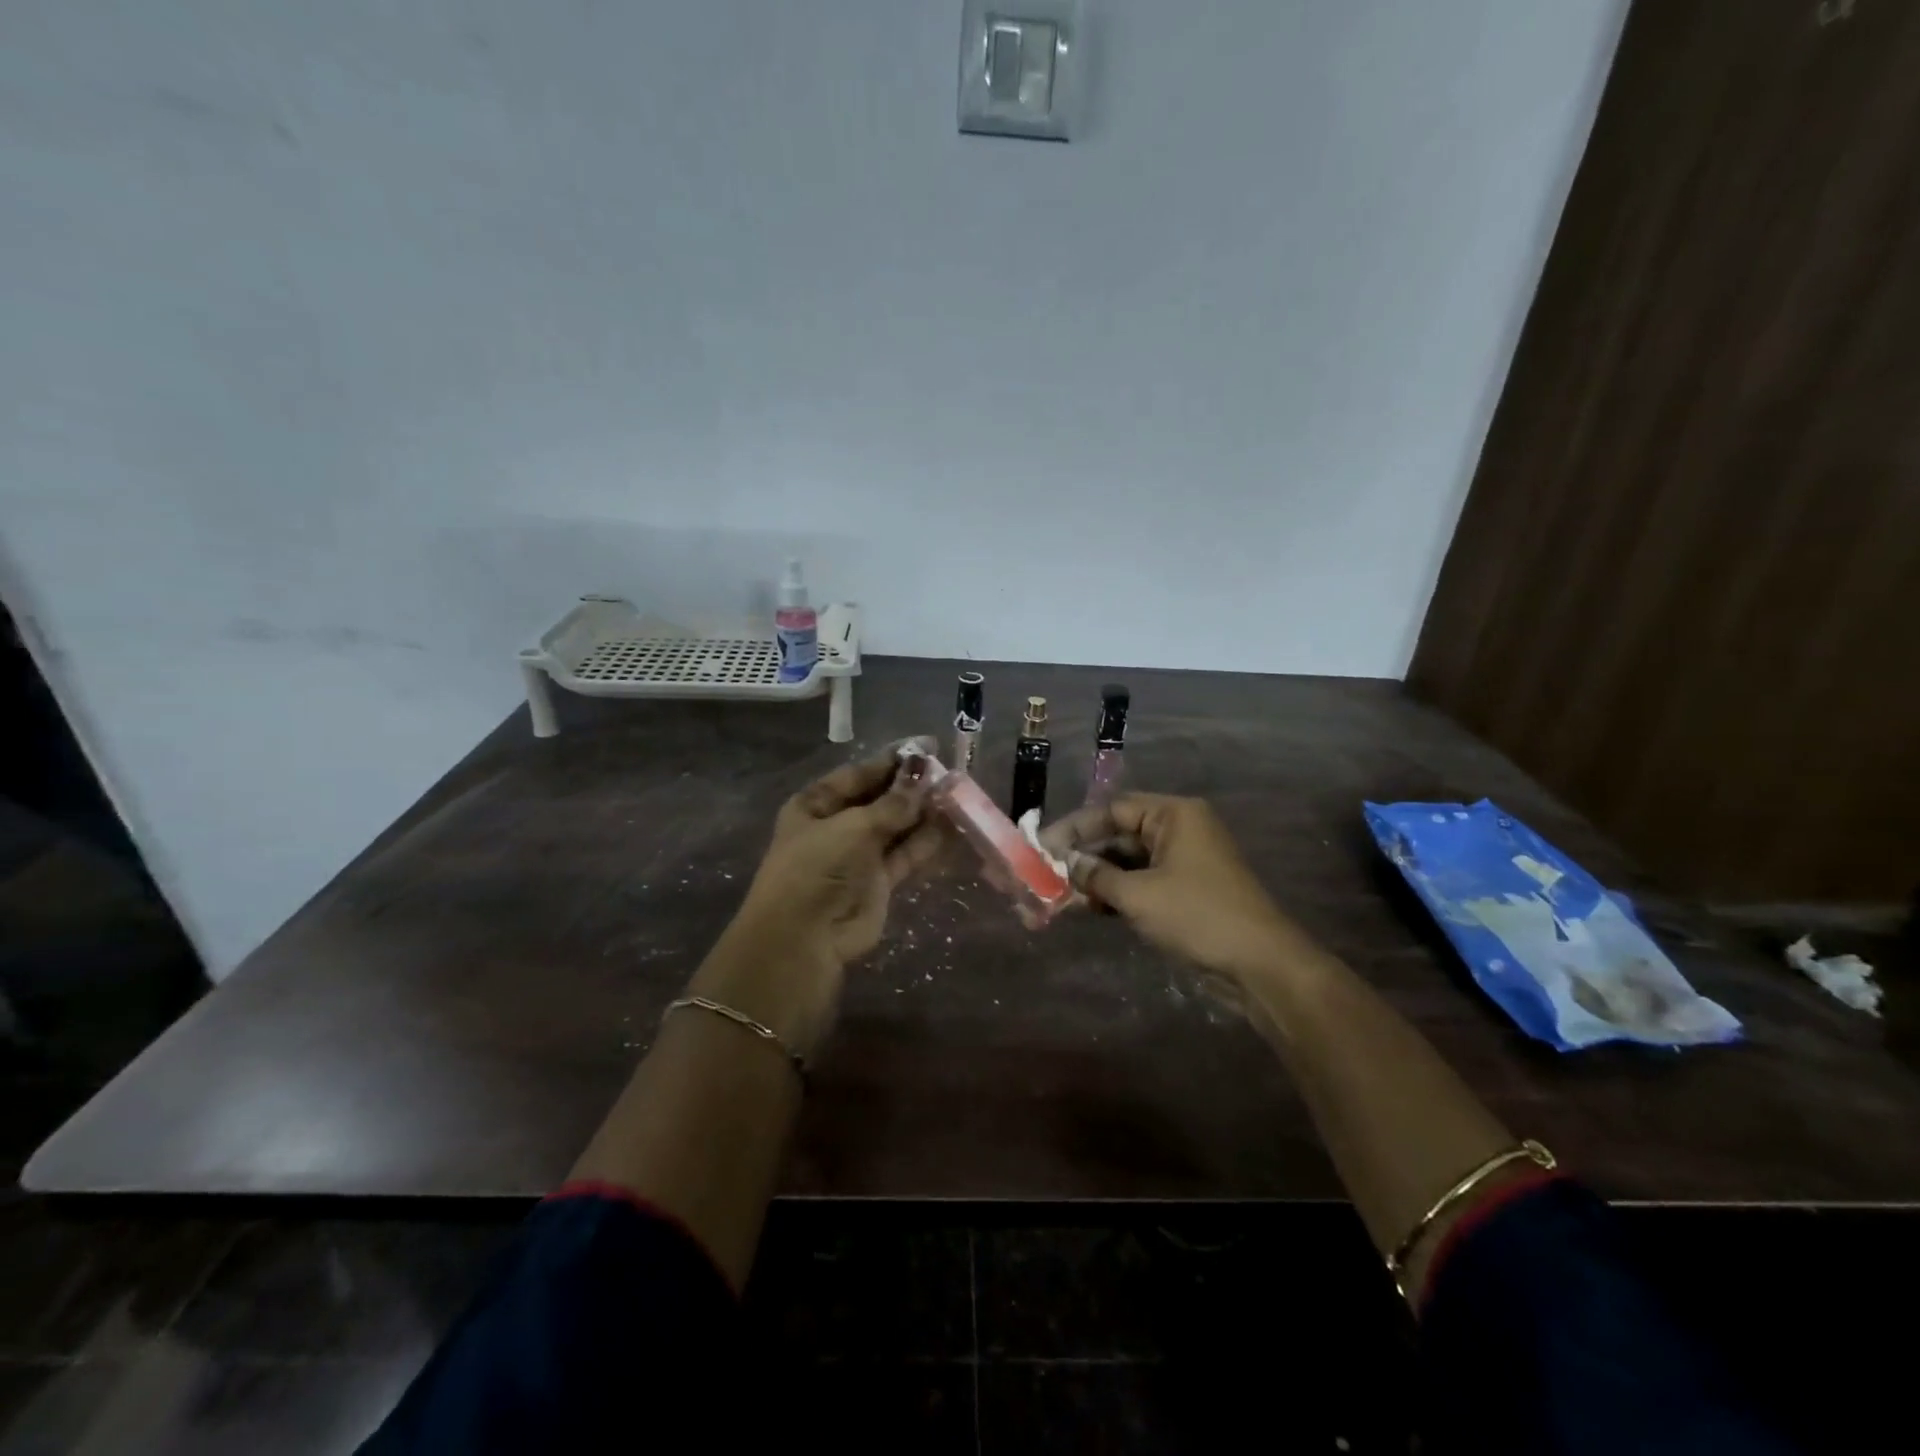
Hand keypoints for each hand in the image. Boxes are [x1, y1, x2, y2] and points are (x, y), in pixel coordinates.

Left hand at [735, 748, 944, 966]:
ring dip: (923, 812)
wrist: (805, 938)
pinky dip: (928, 841)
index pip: (858, 774)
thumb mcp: (853, 827)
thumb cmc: (818, 868)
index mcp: (816, 805)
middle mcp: (837, 826)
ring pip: (897, 826)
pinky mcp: (880, 882)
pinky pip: (907, 854)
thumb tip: (923, 777)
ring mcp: (859, 855)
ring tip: (958, 794)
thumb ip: (893, 804)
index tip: (926, 746)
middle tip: (948, 771)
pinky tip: (954, 825)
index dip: (891, 760)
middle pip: (880, 799)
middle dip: (911, 786)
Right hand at [1040, 793, 1301, 981]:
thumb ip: (1097, 876)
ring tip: (1060, 896)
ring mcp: (1183, 862)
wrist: (1259, 965)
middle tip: (1045, 875)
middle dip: (1083, 856)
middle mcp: (1178, 830)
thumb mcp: (1139, 895)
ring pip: (1128, 861)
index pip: (1112, 809)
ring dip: (1096, 878)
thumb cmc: (1198, 916)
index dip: (1074, 828)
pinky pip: (1141, 882)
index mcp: (1174, 815)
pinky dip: (1116, 894)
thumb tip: (1066, 865)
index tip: (1042, 847)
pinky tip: (1089, 909)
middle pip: (1118, 834)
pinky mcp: (1185, 891)